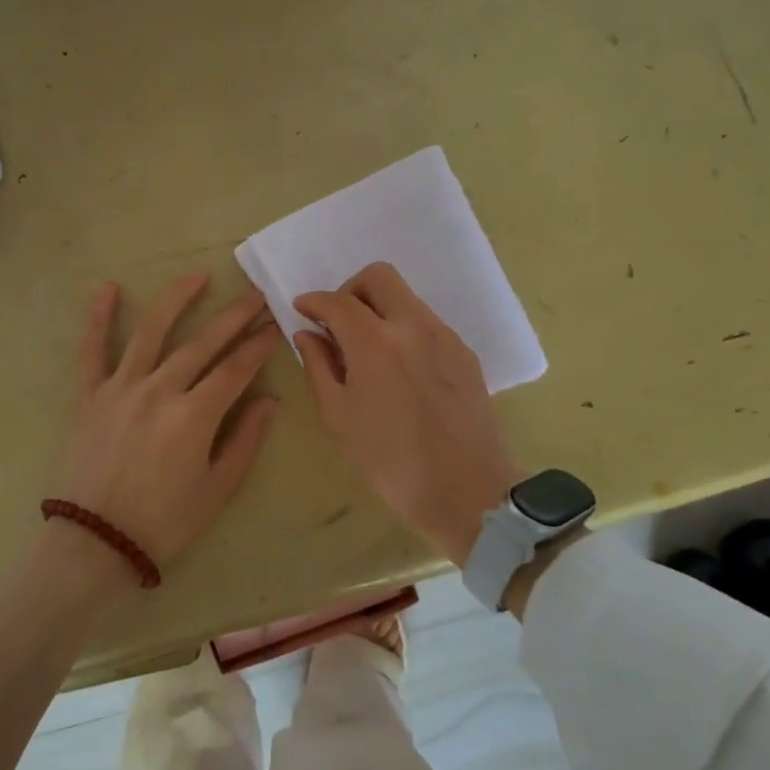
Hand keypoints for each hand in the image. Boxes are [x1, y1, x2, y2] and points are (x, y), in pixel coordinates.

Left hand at [60, 271, 281, 570]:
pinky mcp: (90, 395)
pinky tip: (106, 287)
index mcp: (194, 416)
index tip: (273, 326)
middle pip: (202, 343)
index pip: (235, 369)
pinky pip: (92, 349)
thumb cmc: (165, 522)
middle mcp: (159, 390)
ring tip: (197, 275)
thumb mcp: (217, 489)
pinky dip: (98, 317)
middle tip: (254, 295)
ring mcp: (121, 388)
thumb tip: (269, 399)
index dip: (258, 346)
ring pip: (151, 331)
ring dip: (177, 299)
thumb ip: (245, 439)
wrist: (95, 543)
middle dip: (233, 317)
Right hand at [294, 263, 518, 567]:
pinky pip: (427, 322)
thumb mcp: (339, 417)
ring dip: (379, 308)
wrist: (466, 492)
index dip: (314, 301)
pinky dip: (404, 329)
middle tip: (339, 323)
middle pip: (378, 277)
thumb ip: (318, 366)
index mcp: (375, 343)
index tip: (303, 310)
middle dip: (350, 290)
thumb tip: (308, 334)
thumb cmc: (390, 462)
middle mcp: (412, 326)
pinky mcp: (464, 352)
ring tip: (369, 349)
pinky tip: (399, 367)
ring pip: (406, 298)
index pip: (337, 301)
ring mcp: (444, 336)